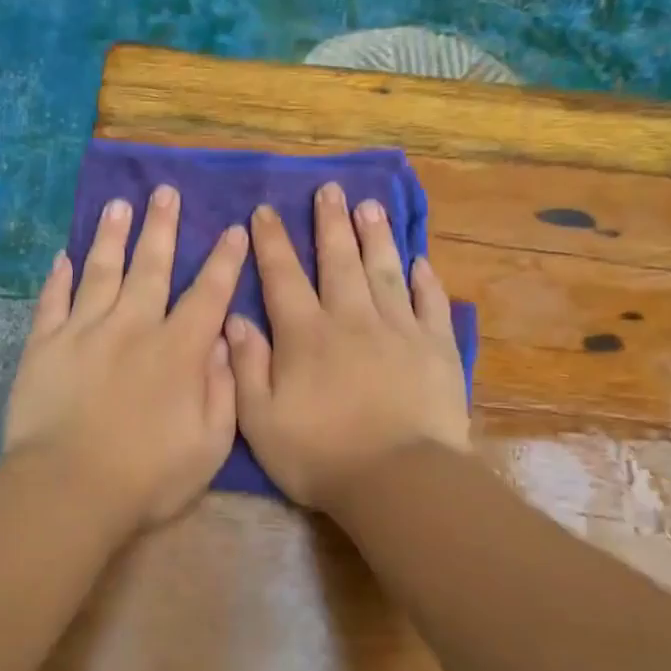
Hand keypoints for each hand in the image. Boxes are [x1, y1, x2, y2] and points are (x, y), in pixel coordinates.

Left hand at [5, 185, 247, 533]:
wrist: (69, 490)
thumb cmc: (148, 477)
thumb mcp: (210, 444)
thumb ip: (222, 389)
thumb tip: (220, 340)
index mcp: (178, 351)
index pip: (208, 295)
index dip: (224, 261)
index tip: (233, 229)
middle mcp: (132, 328)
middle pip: (150, 267)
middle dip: (162, 227)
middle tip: (165, 192)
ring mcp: (83, 333)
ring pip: (100, 272)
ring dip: (111, 237)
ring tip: (117, 205)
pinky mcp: (44, 347)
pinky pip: (52, 302)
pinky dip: (58, 278)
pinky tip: (62, 257)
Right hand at [226, 183, 469, 509]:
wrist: (399, 480)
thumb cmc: (320, 456)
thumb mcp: (260, 420)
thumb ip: (245, 367)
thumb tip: (234, 319)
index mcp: (305, 336)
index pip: (283, 277)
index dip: (272, 243)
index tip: (265, 212)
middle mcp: (351, 320)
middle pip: (338, 261)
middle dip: (330, 223)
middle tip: (329, 190)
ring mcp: (399, 330)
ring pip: (384, 271)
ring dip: (376, 236)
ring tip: (370, 206)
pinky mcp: (436, 349)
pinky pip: (430, 304)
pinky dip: (425, 280)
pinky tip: (420, 261)